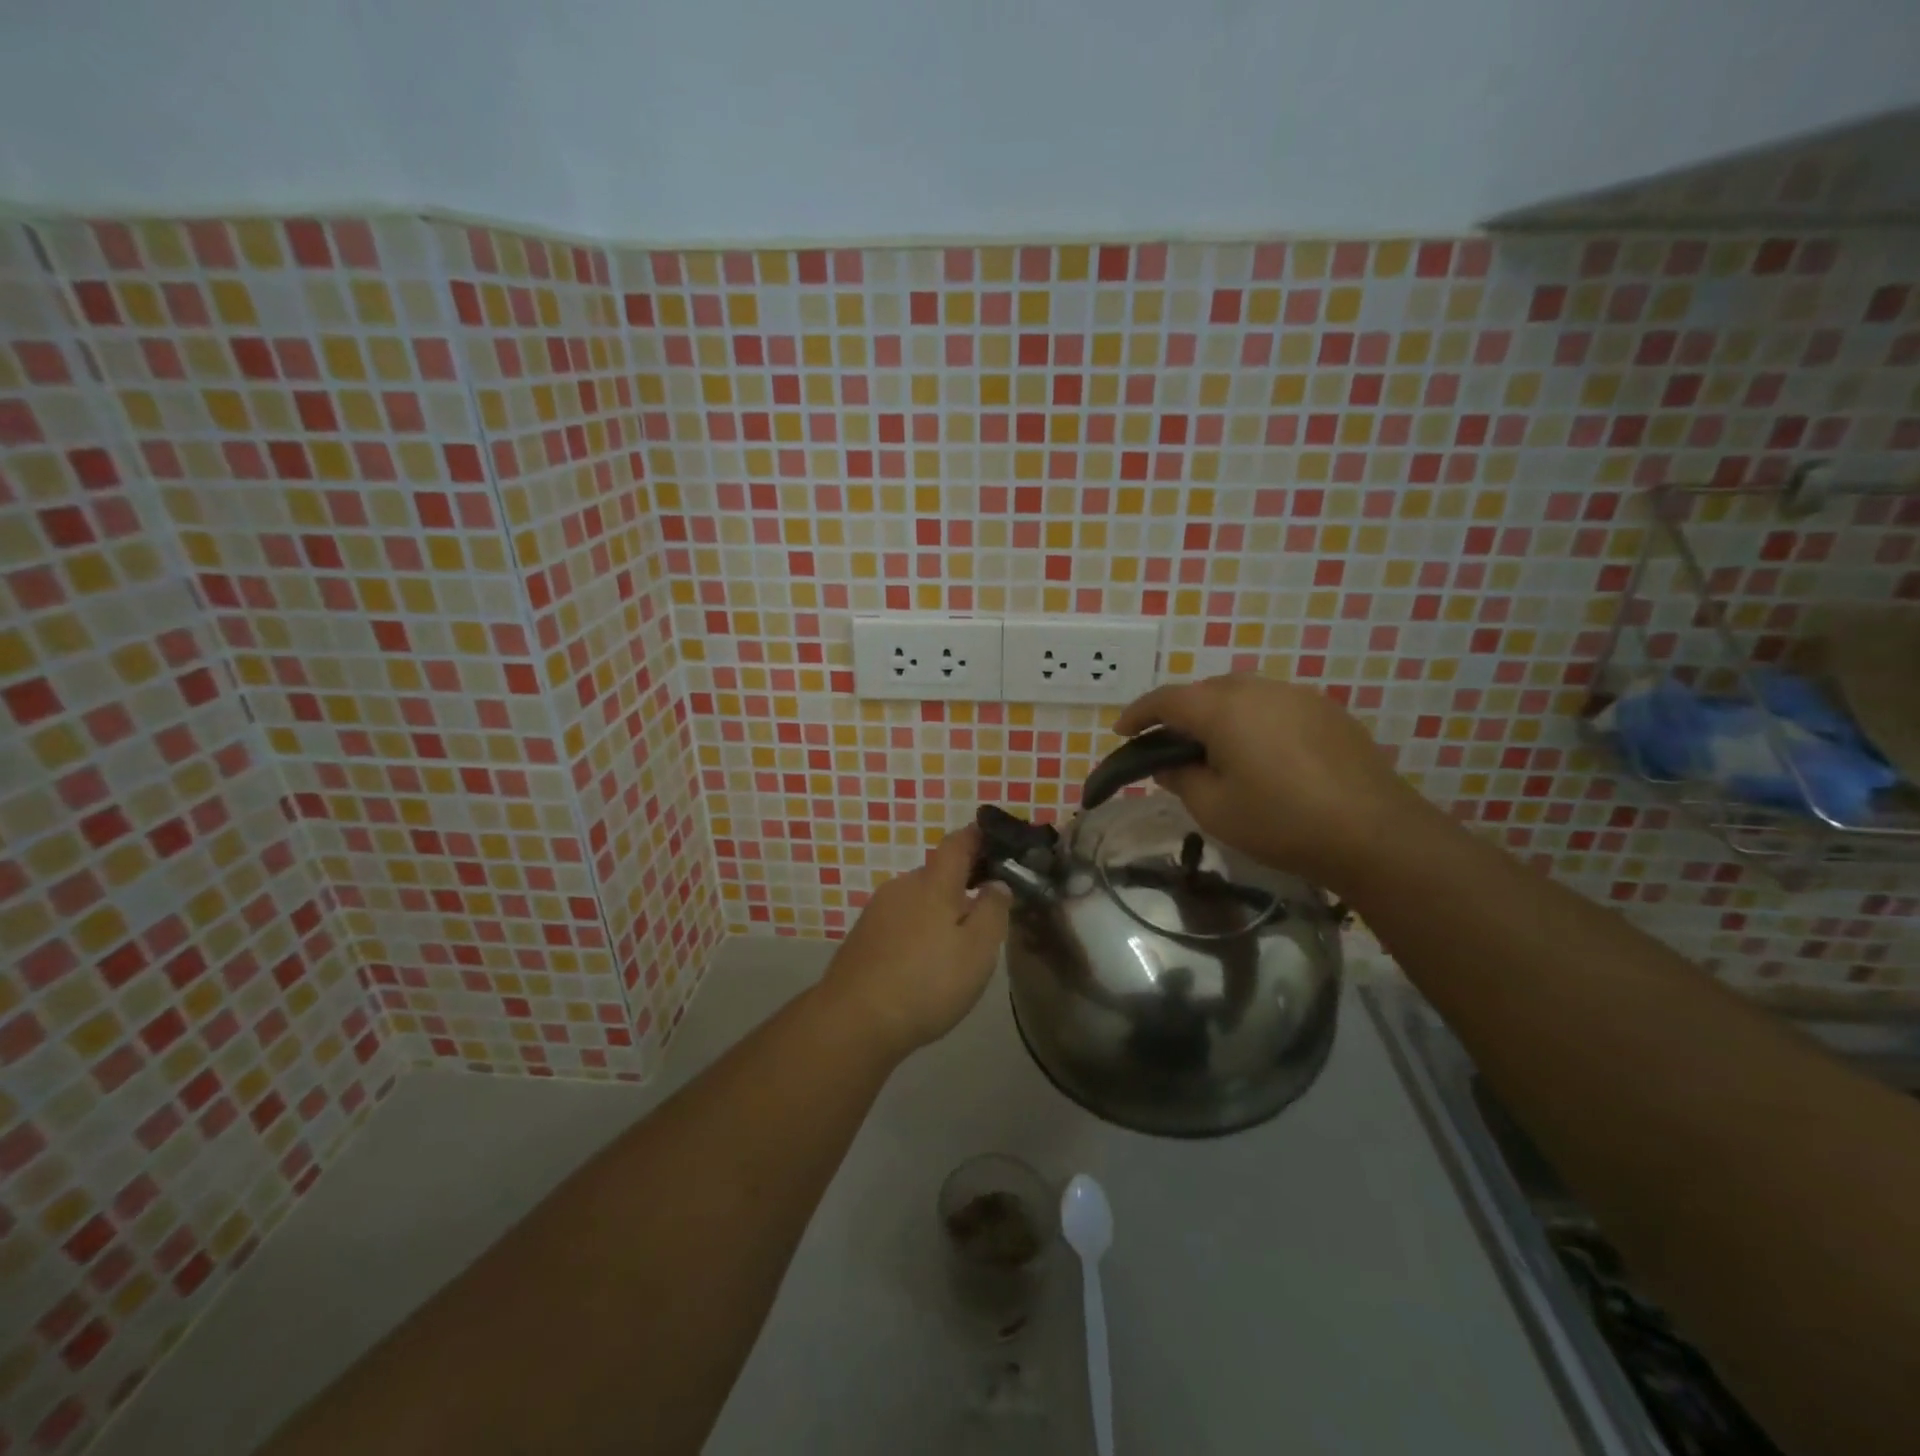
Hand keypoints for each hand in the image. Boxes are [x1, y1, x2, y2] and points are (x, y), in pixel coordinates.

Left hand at [818, 827, 1011, 1058]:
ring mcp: (877, 910)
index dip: (978, 837)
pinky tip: (923, 965)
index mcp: (933, 882)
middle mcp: (902, 886)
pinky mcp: (863, 935)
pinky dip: (917, 932)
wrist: (854, 1021)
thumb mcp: (978, 950)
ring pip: (918, 899)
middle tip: (985, 917)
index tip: (997, 843)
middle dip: (961, 886)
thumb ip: (993, 910)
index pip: (958, 842)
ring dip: (938, 913)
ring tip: (955, 949)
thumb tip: (996, 883)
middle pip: (937, 874)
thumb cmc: (927, 982)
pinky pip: (900, 921)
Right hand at [1114, 674, 1440, 893]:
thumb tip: (1168, 764)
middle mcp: (1259, 689)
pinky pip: (1274, 706)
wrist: (1375, 833)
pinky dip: (1253, 722)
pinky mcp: (1327, 712)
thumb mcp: (1214, 809)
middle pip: (1205, 691)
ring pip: (1242, 695)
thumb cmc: (1281, 822)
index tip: (1121, 732)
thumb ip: (1180, 779)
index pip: (1166, 699)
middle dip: (1180, 714)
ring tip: (1214, 751)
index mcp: (1223, 708)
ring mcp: (1298, 696)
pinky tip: (1261, 755)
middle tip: (1168, 747)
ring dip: (1218, 716)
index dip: (1138, 714)